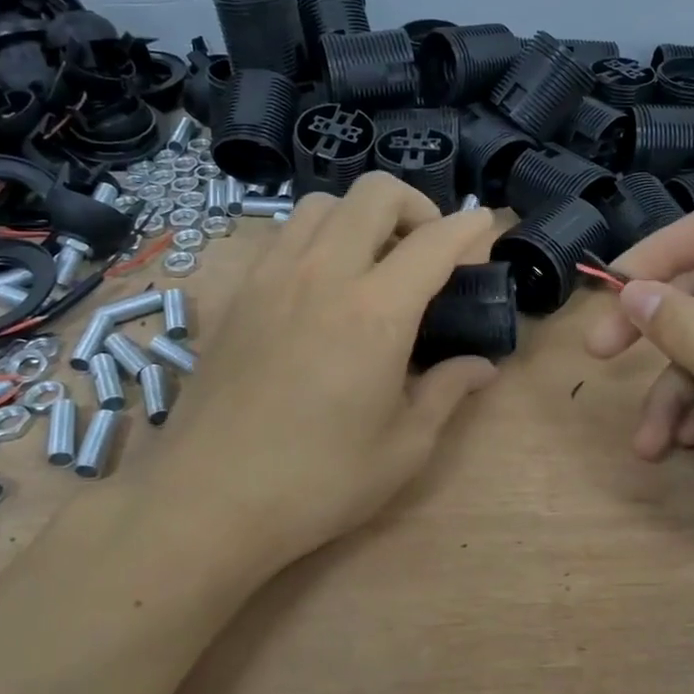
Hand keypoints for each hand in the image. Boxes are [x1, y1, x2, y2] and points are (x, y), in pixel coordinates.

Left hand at [163, 173, 497, 566]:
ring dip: (361, 216)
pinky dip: (318, 235)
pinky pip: (285, 234)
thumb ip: (447, 392)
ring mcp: (273, 277)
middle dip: (416, 206)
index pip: (434, 242)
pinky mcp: (240, 293)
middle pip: (375, 194)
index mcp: (376, 313)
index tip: (486, 228)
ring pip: (323, 203)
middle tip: (428, 249)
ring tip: (374, 261)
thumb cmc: (318, 481)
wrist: (208, 499)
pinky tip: (323, 284)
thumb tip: (481, 365)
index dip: (470, 227)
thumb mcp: (403, 448)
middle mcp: (324, 275)